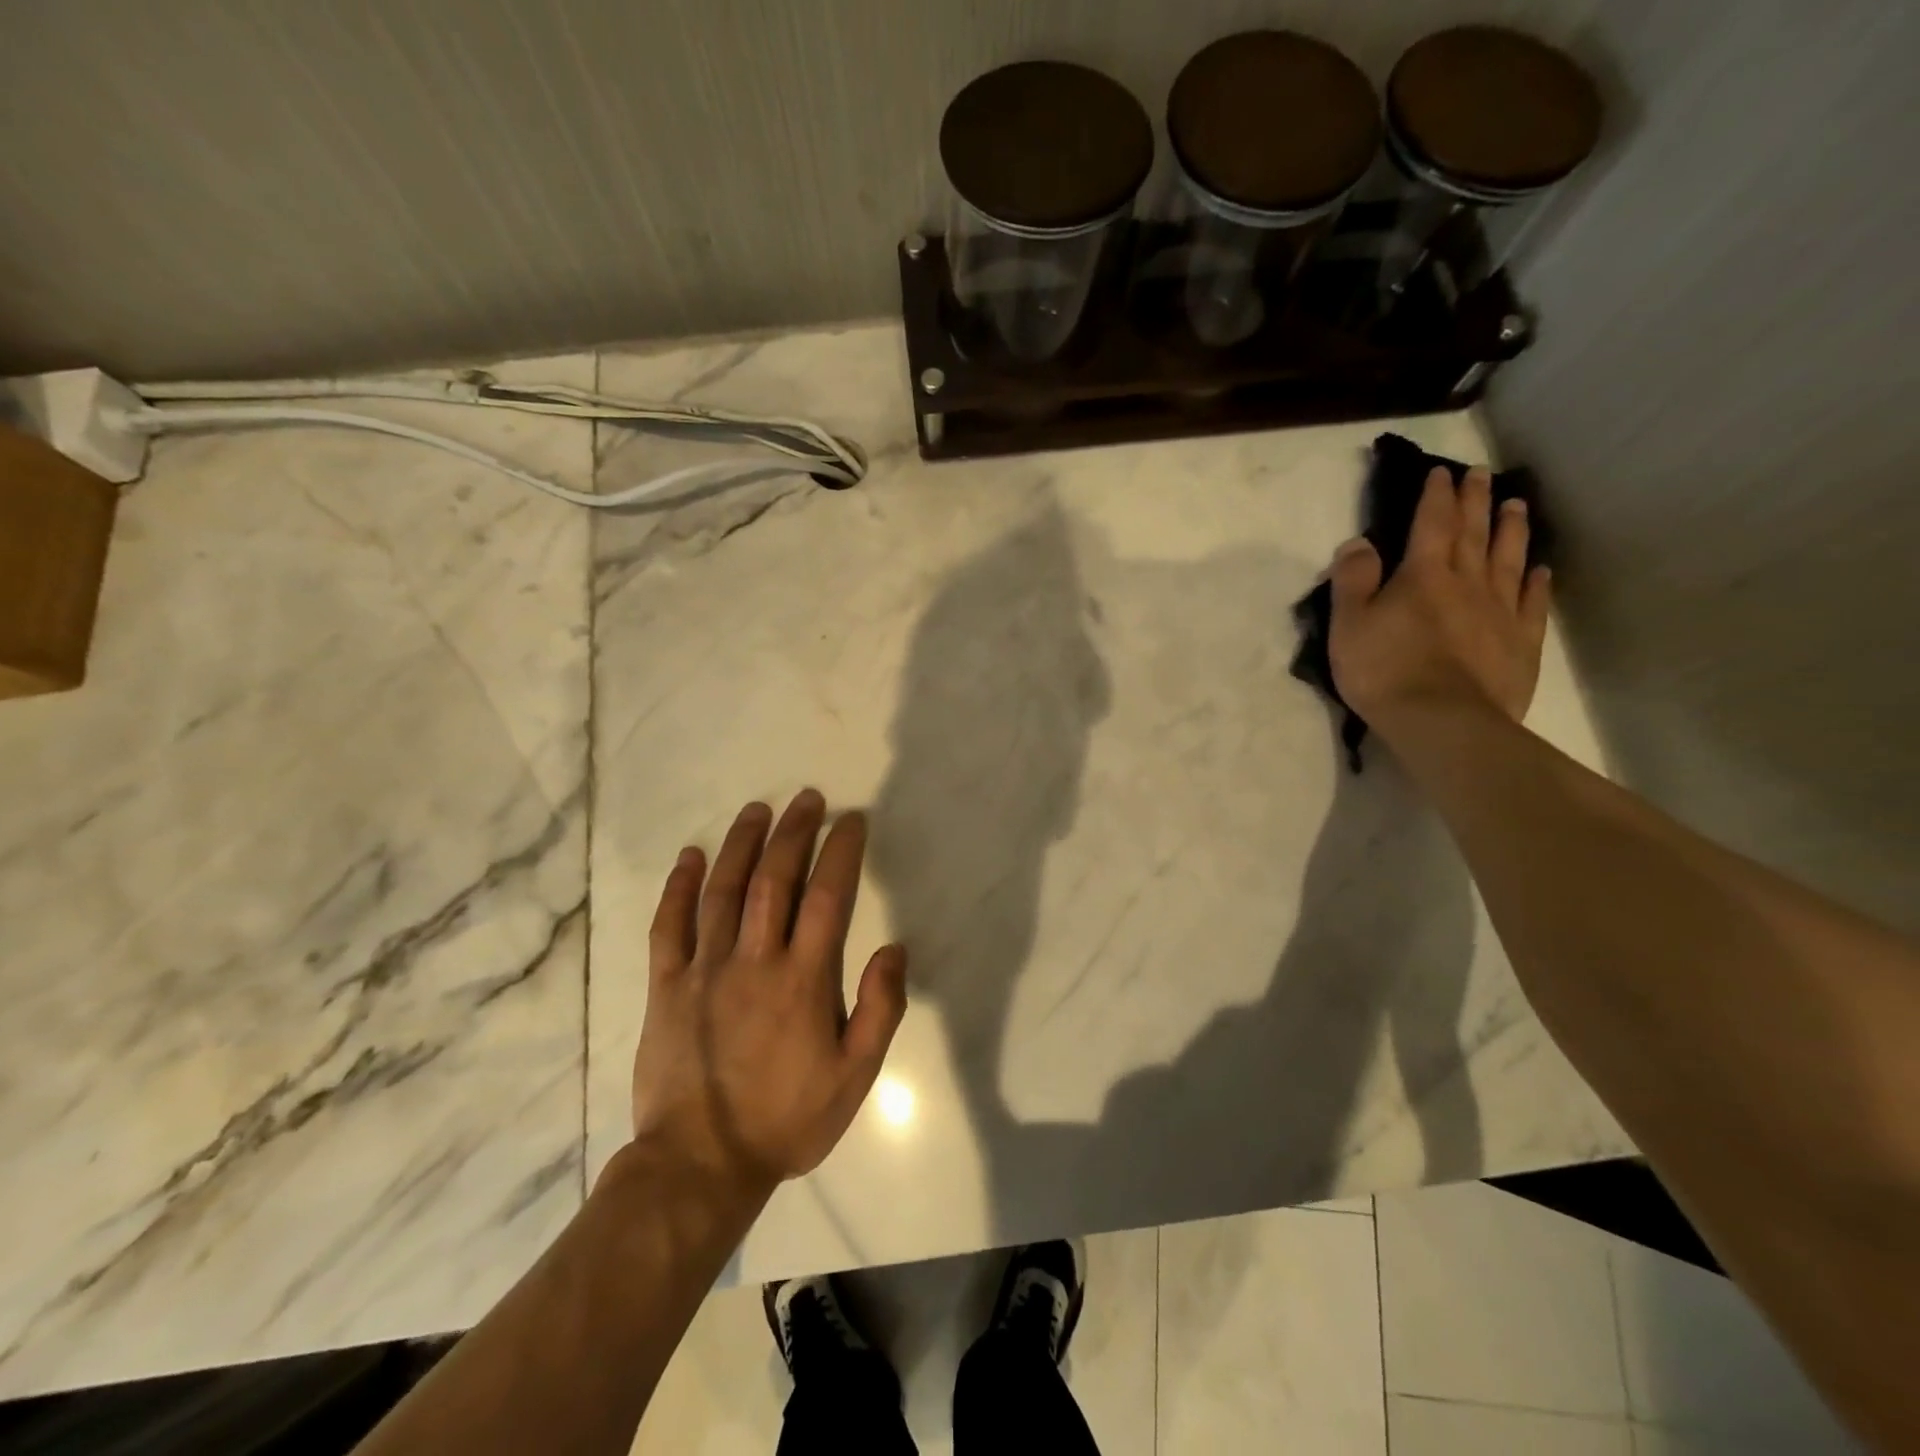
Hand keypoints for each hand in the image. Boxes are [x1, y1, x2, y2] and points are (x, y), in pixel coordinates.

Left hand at [630, 790, 907, 1195]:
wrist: (700, 1165)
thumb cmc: (786, 1120)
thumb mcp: (854, 1077)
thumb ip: (880, 1009)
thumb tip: (893, 948)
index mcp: (803, 979)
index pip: (827, 896)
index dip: (841, 851)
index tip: (851, 820)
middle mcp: (754, 960)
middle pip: (775, 879)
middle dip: (793, 832)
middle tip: (807, 799)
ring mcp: (705, 969)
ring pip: (723, 891)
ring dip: (741, 844)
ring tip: (756, 809)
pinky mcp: (666, 987)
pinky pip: (669, 926)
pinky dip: (679, 887)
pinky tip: (690, 856)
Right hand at [1328, 465, 1551, 738]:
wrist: (1442, 721)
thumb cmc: (1384, 670)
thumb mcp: (1349, 624)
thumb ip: (1353, 580)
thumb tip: (1359, 542)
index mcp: (1423, 574)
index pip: (1431, 523)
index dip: (1436, 496)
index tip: (1442, 472)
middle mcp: (1468, 582)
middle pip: (1473, 532)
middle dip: (1475, 500)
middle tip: (1483, 473)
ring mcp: (1500, 611)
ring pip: (1509, 559)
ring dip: (1511, 529)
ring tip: (1517, 505)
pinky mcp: (1520, 642)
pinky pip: (1532, 603)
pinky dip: (1536, 582)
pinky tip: (1540, 570)